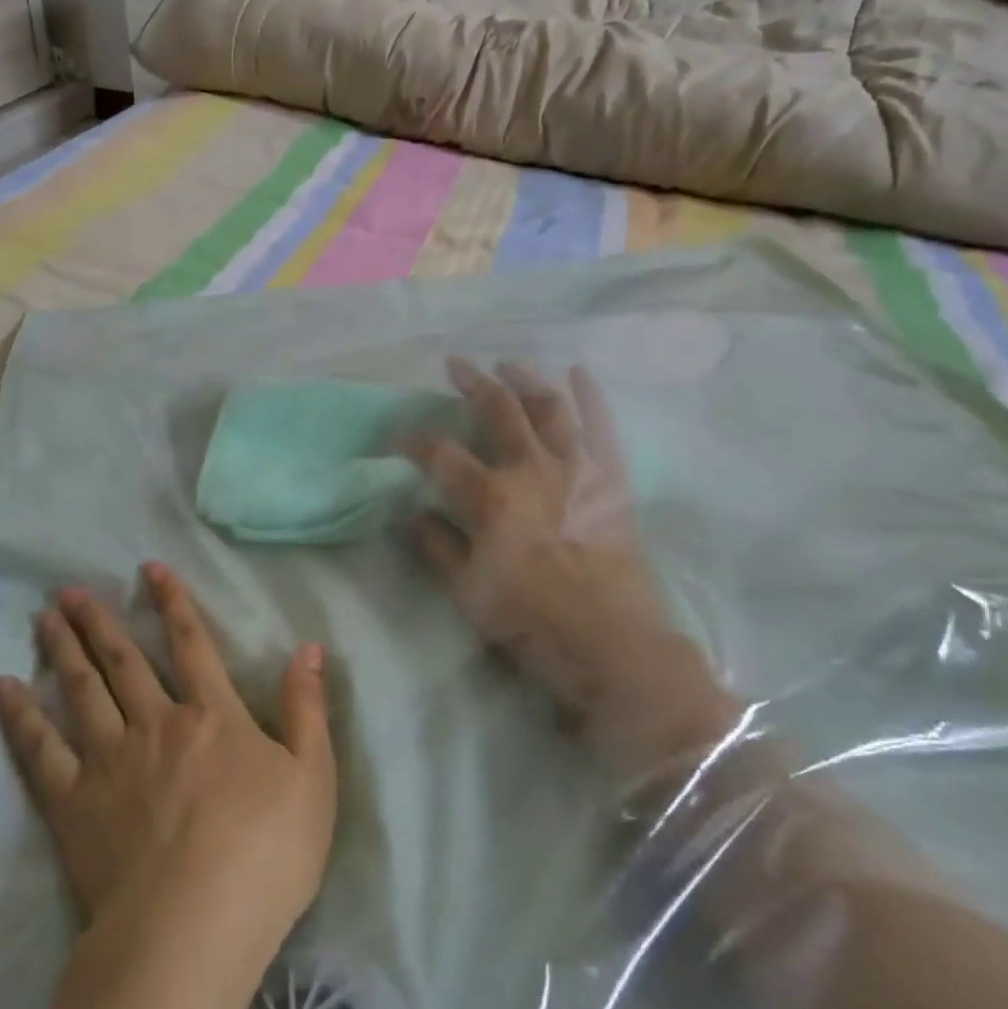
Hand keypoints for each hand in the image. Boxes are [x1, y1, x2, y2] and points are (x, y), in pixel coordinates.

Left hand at [0, 563, 336, 961]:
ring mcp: (110, 761)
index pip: (192, 644)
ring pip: (81, 691)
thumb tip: (309, 647)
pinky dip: (21, 718)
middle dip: (99, 622)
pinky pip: (40, 751)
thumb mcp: (313, 778)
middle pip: (123, 661)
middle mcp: (156, 724)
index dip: (173, 603)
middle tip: (71, 591)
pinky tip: (4, 691)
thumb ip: (308, 708)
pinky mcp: (73, 804)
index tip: (150, 569)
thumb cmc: (265, 855)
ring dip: (63, 651)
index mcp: (212, 716)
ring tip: (45, 618)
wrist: (192, 930)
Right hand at [405, 359, 734, 777]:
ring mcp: (576, 471)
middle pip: (497, 411)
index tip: (397, 437)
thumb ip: (437, 547)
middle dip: (472, 383)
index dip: (412, 440)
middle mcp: (531, 471)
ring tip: (509, 364)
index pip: (439, 454)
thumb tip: (413, 513)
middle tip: (455, 365)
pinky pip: (602, 428)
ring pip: (550, 408)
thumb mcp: (467, 593)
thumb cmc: (530, 622)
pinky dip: (591, 397)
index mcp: (490, 499)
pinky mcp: (610, 480)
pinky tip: (579, 373)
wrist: (611, 644)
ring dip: (527, 380)